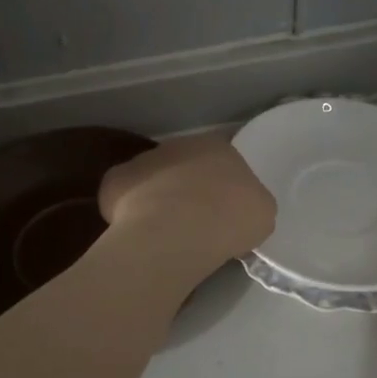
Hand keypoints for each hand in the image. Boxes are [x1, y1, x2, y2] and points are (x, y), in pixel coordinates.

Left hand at [99, 133, 275, 272]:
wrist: (177, 229)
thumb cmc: (229, 218)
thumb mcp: (261, 213)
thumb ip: (249, 202)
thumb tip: (237, 209)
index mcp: (219, 147)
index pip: (222, 161)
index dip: (222, 186)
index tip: (222, 211)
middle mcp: (179, 145)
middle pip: (184, 166)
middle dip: (187, 188)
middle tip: (192, 222)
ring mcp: (144, 160)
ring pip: (152, 179)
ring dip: (156, 197)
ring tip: (163, 231)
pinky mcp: (115, 180)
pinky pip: (124, 196)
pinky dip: (127, 211)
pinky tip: (137, 232)